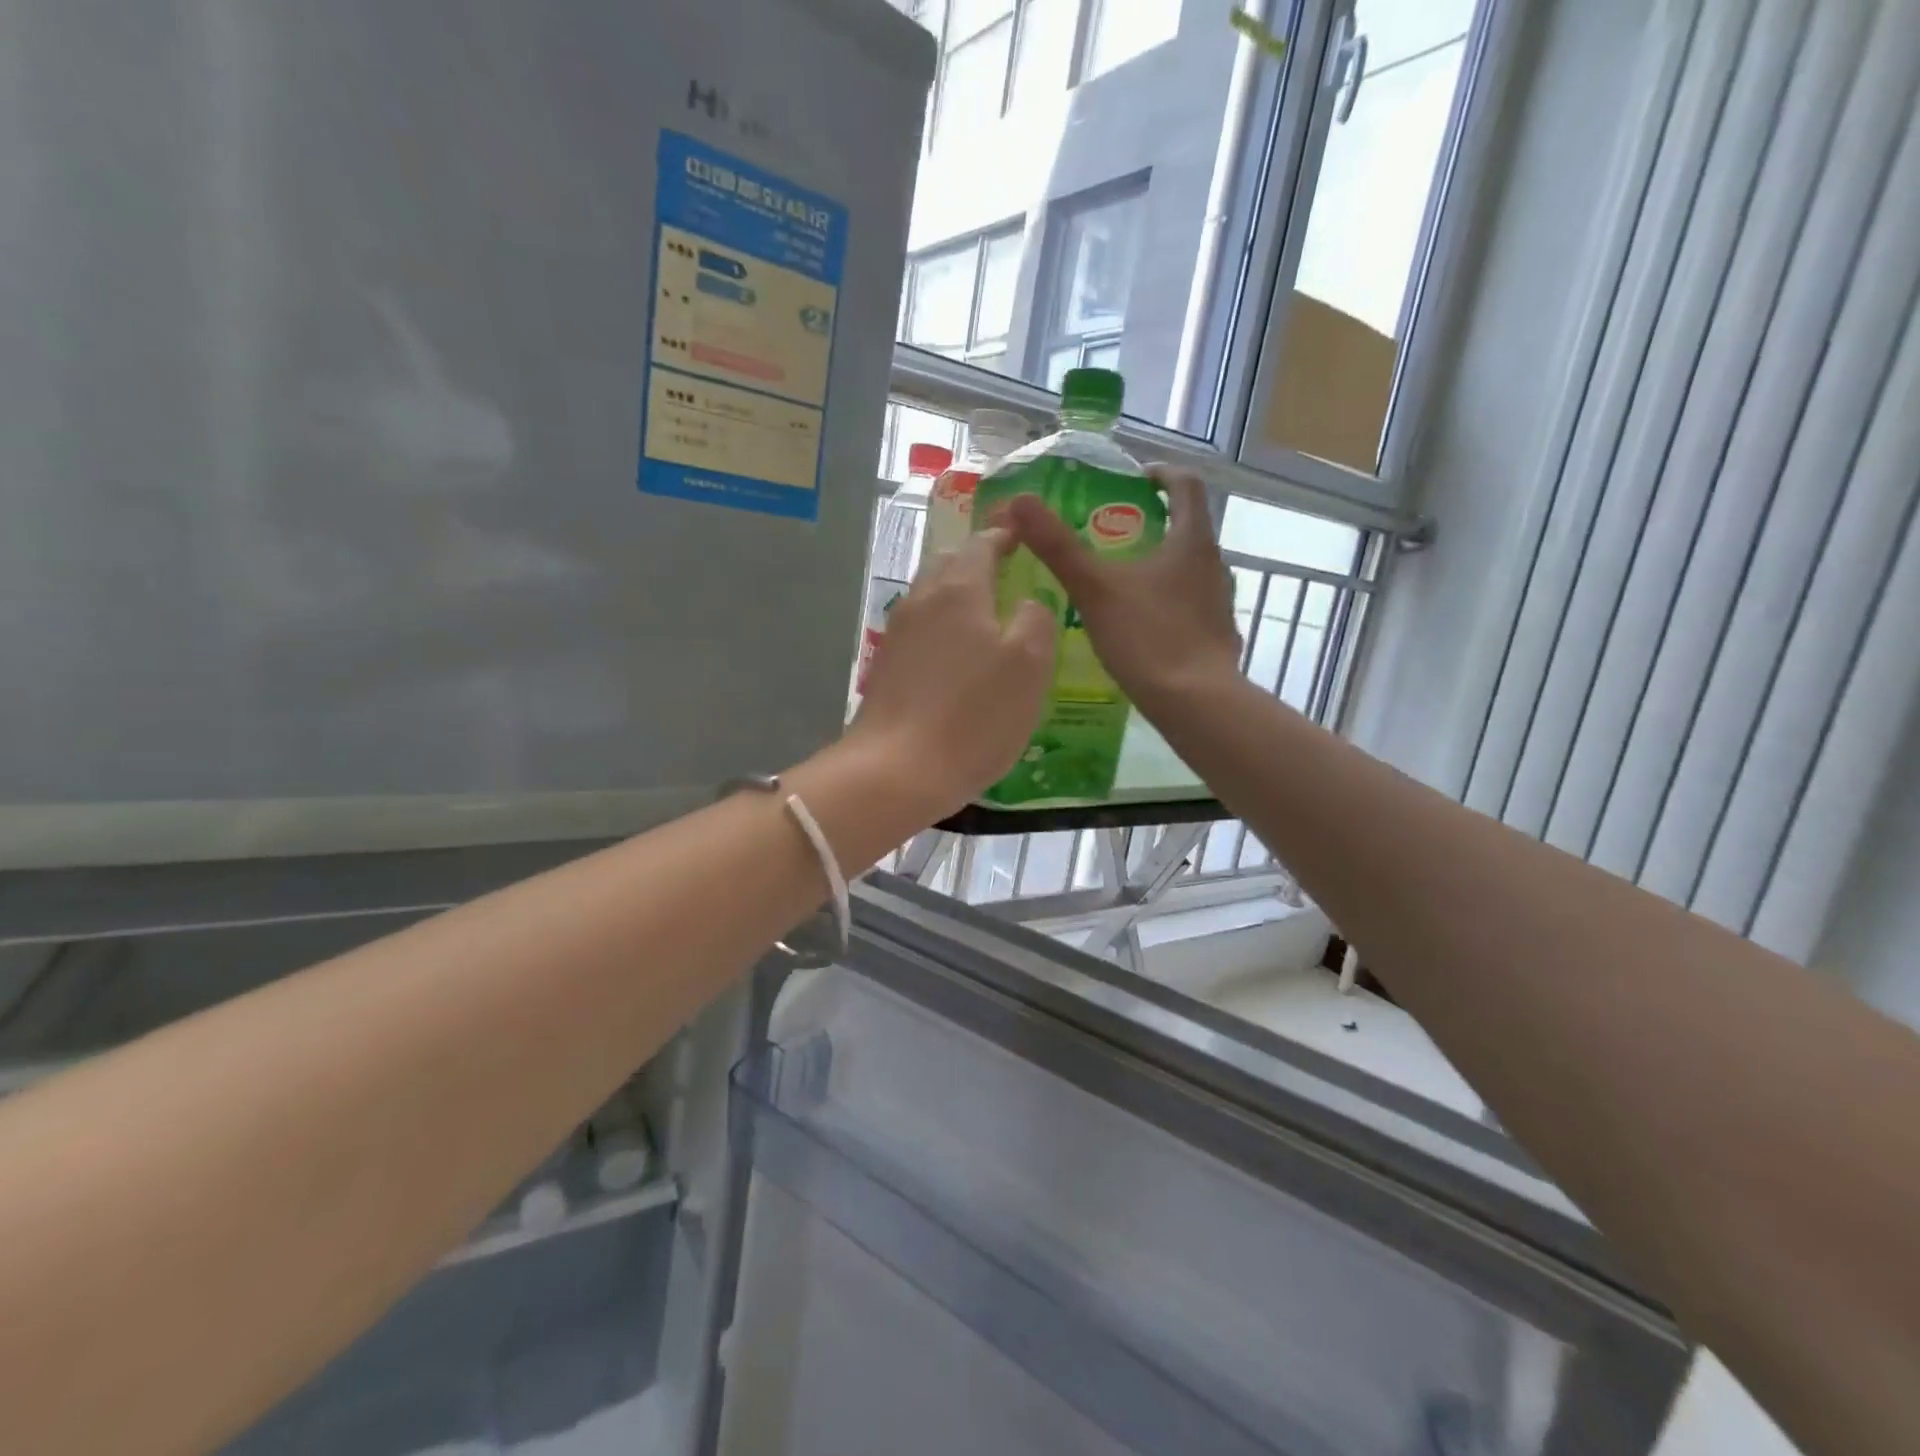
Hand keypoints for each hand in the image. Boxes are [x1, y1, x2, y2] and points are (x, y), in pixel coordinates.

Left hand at [849, 527, 1057, 817]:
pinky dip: (941, 630)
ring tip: (985, 615)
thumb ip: (1035, 620)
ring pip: (930, 598)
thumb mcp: (1029, 666)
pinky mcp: (885, 669)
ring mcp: (897, 636)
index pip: (982, 544)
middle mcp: (921, 601)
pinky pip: (920, 633)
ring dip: (956, 596)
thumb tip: (1027, 602)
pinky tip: (957, 657)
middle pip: (948, 565)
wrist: (895, 771)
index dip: (1004, 535)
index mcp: (958, 589)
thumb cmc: (973, 716)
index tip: (1021, 534)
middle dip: (976, 561)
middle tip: (1005, 572)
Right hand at [1003, 466, 1240, 712]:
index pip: (1187, 485)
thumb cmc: (1148, 637)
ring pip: (1189, 569)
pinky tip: (1140, 624)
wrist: (1196, 703)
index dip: (1161, 474)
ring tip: (1121, 580)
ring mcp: (1219, 602)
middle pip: (1188, 527)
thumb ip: (1058, 546)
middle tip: (1113, 533)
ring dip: (1160, 564)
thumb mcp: (1095, 589)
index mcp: (1191, 541)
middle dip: (1153, 523)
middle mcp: (1214, 564)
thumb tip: (1020, 501)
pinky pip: (1190, 604)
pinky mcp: (1217, 635)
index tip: (1136, 479)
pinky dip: (1167, 601)